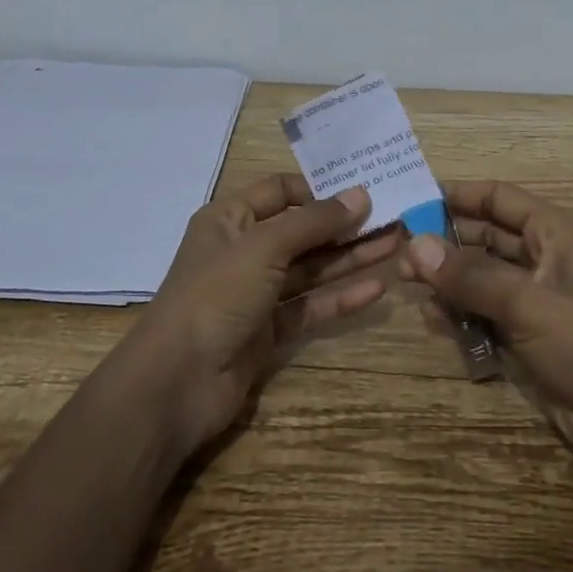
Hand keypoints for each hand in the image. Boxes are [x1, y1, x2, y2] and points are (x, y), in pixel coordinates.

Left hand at [121, 175, 399, 453]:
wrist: (176, 383)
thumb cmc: (216, 294)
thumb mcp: (265, 246)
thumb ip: (315, 222)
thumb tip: (360, 195)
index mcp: (230, 219)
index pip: (280, 191)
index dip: (319, 189)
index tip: (362, 188)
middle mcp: (243, 251)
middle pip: (302, 230)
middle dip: (345, 225)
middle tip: (393, 217)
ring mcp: (256, 293)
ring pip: (310, 269)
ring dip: (350, 258)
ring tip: (396, 246)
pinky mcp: (268, 331)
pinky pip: (310, 306)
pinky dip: (340, 298)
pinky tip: (377, 289)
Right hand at [403, 180, 572, 495]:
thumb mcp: (528, 302)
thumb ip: (470, 274)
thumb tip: (415, 246)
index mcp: (556, 233)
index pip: (500, 199)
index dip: (459, 195)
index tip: (413, 197)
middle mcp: (545, 261)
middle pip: (486, 238)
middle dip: (445, 242)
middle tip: (399, 251)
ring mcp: (536, 304)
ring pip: (481, 279)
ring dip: (448, 281)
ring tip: (406, 286)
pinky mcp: (529, 342)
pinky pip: (485, 317)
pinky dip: (461, 316)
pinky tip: (433, 320)